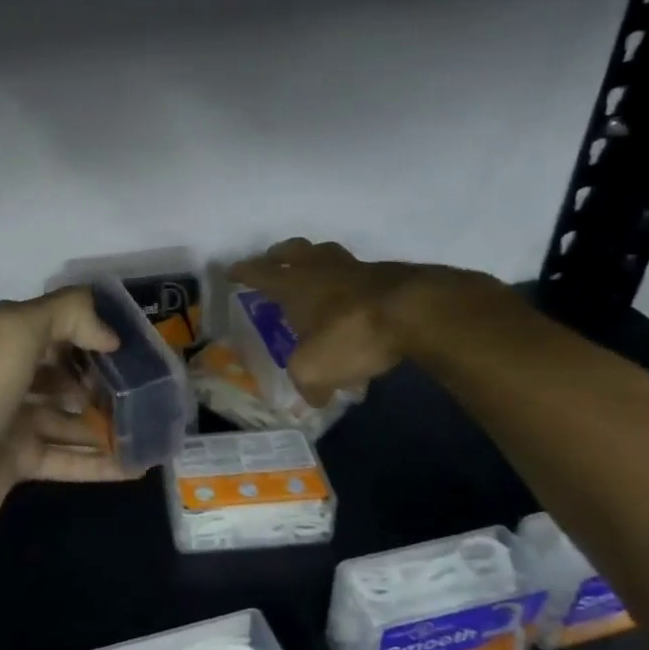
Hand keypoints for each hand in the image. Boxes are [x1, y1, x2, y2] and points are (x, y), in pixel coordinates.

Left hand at [0, 288, 136, 538]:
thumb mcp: (16, 331)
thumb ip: (66, 314)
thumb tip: (109, 336)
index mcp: (7, 341)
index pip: (58, 327)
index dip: (94, 332)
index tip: (135, 344)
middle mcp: (11, 378)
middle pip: (67, 374)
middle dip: (104, 379)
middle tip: (149, 389)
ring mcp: (14, 423)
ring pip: (71, 419)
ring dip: (108, 422)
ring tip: (152, 427)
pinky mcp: (19, 463)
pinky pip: (68, 460)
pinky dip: (100, 463)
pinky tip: (137, 466)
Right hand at [227, 239, 490, 404]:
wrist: (417, 312)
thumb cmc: (351, 334)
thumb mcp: (315, 370)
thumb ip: (307, 384)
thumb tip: (313, 398)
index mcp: (293, 284)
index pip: (259, 272)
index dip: (243, 272)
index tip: (231, 272)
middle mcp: (320, 269)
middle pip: (293, 250)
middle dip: (278, 255)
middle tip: (272, 262)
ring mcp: (356, 268)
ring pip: (328, 255)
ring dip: (317, 262)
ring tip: (314, 277)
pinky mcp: (389, 276)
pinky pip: (360, 274)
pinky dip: (350, 283)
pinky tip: (354, 301)